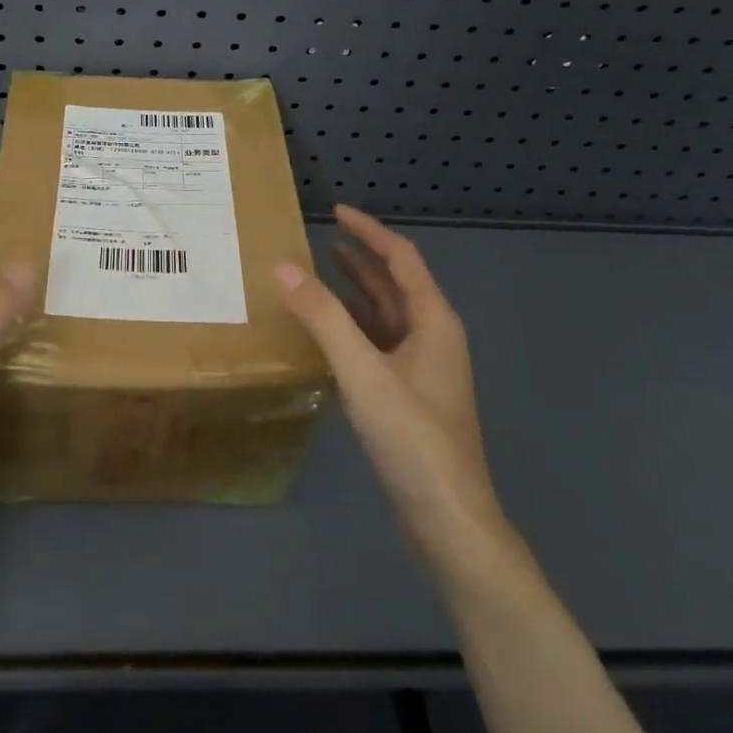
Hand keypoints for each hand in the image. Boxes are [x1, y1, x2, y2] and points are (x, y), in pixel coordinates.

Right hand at [275, 205, 514, 577]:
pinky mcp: (410, 395)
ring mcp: (423, 369)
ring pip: (386, 315)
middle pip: (396, 283)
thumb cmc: (412, 438)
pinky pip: (378, 344)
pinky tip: (326, 332)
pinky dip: (353, 326)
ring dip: (356, 291)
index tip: (335, 211)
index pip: (401, 258)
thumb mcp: (362, 371)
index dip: (368, 230)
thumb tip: (283, 267)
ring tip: (318, 272)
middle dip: (361, 257)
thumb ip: (323, 317)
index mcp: (433, 321)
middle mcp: (433, 337)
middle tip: (319, 238)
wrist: (449, 521)